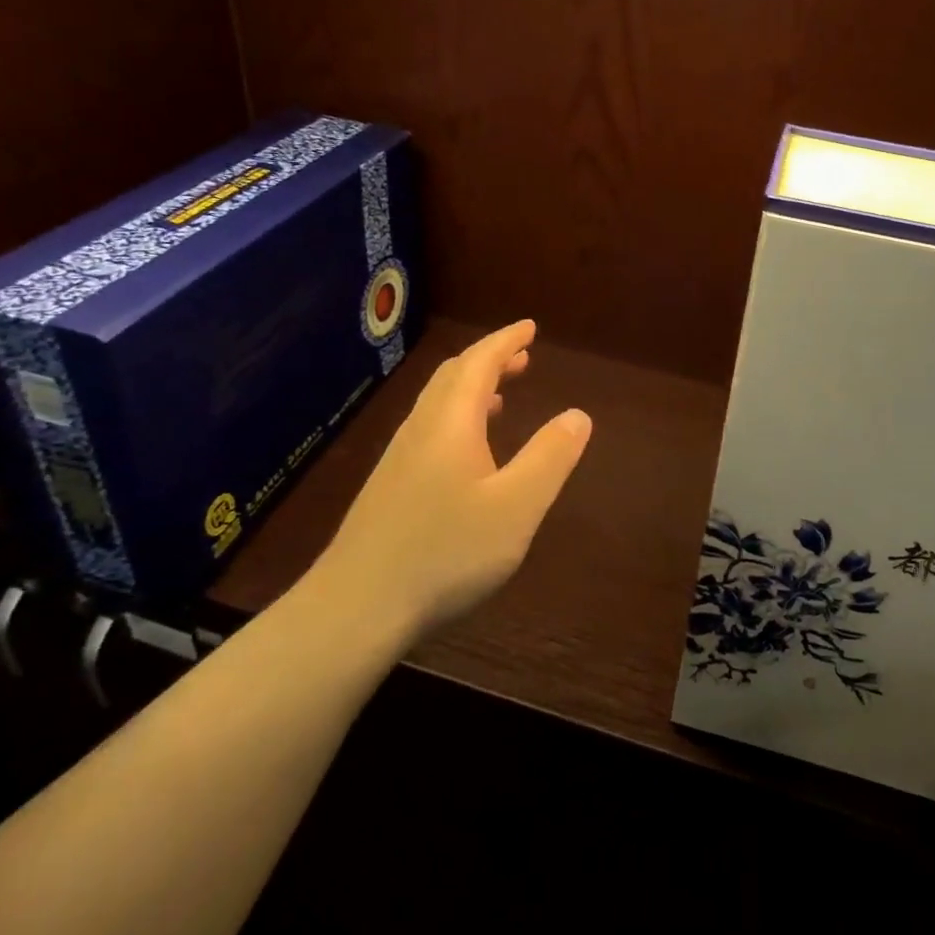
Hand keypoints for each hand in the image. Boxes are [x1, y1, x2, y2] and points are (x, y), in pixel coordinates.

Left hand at [308, 319, 592, 643]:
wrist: (356, 607)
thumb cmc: (445, 552)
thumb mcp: (516, 506)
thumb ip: (550, 457)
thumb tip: (578, 415)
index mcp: (451, 421)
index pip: (479, 362)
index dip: (506, 341)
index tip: (530, 327)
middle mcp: (421, 428)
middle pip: (454, 376)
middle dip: (490, 360)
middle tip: (522, 355)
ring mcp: (400, 458)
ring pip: (439, 404)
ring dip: (473, 389)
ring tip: (503, 395)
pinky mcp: (390, 487)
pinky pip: (430, 429)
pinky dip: (458, 418)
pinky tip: (469, 452)